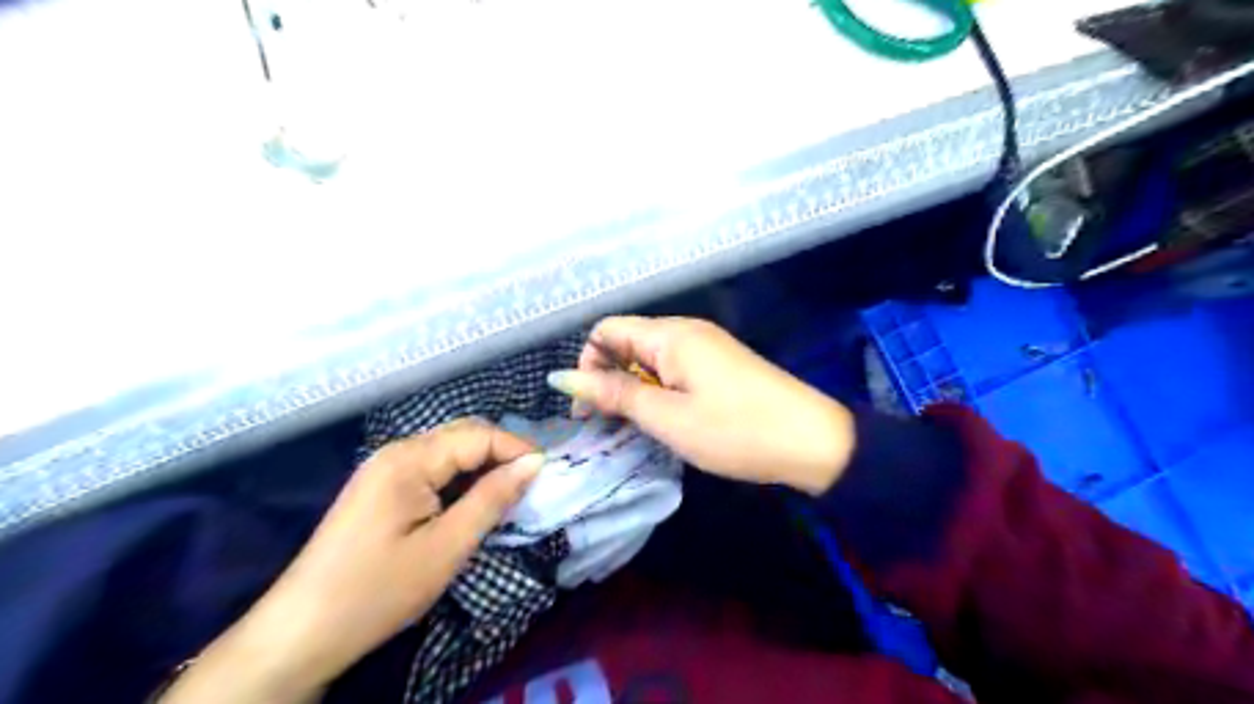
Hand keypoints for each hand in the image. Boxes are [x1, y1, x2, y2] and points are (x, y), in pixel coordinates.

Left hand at [160, 420, 542, 701]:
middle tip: (532, 483)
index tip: (547, 474)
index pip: (479, 435)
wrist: (300, 633)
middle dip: (502, 452)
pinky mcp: (380, 488)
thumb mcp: (446, 547)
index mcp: (409, 459)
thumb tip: (535, 463)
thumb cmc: (378, 590)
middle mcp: (396, 451)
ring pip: (449, 450)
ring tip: (509, 493)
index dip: (517, 449)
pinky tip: (473, 501)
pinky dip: (460, 478)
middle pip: (463, 434)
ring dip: (482, 465)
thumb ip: (492, 498)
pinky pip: (432, 468)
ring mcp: (384, 468)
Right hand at [550, 317, 858, 491]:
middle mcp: (686, 331)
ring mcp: (707, 348)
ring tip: (636, 428)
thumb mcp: (666, 417)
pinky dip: (659, 392)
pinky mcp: (720, 366)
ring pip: (649, 360)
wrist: (812, 441)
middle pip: (627, 343)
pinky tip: (666, 421)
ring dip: (633, 389)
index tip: (588, 409)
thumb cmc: (734, 430)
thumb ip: (613, 393)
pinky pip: (674, 370)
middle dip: (607, 379)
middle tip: (608, 425)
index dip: (587, 365)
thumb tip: (561, 378)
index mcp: (670, 335)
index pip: (606, 330)